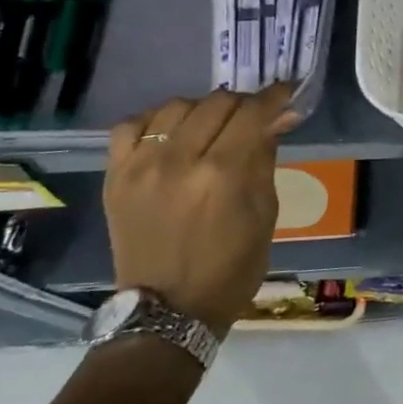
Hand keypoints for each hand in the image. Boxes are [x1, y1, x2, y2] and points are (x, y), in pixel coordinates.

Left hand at [104, 85, 298, 335]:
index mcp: (224, 175)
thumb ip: (266, 157)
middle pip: (216, 103)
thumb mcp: (265, 213)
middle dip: (243, 103)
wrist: (168, 311)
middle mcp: (180, 161)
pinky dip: (156, 121)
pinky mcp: (116, 177)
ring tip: (212, 124)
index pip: (252, 112)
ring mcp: (141, 167)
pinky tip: (171, 133)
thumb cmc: (232, 268)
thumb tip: (281, 117)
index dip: (274, 96)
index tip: (286, 92)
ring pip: (176, 106)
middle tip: (254, 116)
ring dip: (202, 108)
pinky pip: (131, 126)